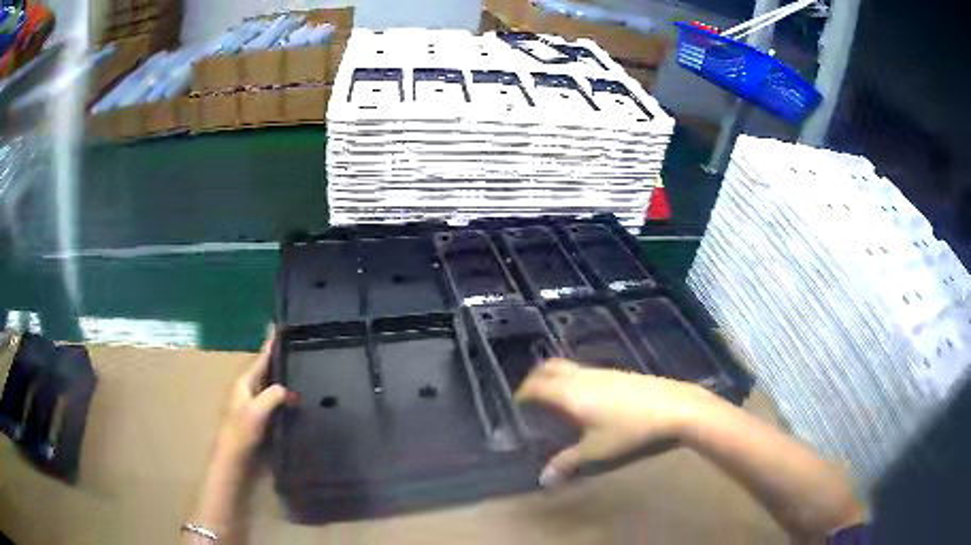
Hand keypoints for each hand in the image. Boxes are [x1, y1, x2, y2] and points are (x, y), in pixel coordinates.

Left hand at [215, 332, 295, 461]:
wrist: (234, 460)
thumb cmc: (241, 434)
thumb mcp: (256, 412)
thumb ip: (273, 396)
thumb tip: (291, 390)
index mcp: (245, 383)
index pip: (260, 360)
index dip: (271, 346)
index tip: (281, 328)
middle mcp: (250, 391)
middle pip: (267, 371)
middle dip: (281, 360)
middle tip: (302, 349)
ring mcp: (256, 406)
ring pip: (273, 387)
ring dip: (286, 379)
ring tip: (305, 371)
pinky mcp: (263, 420)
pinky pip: (278, 402)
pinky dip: (288, 398)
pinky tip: (301, 401)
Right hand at [515, 358, 714, 484]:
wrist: (672, 407)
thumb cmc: (628, 430)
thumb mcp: (595, 451)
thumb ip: (567, 463)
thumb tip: (544, 479)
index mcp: (568, 393)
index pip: (535, 387)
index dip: (522, 394)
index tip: (516, 405)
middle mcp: (581, 377)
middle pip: (549, 368)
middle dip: (535, 379)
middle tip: (531, 398)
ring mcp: (601, 371)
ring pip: (568, 368)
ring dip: (555, 378)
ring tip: (556, 401)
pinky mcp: (617, 373)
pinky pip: (584, 372)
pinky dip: (574, 380)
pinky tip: (587, 400)